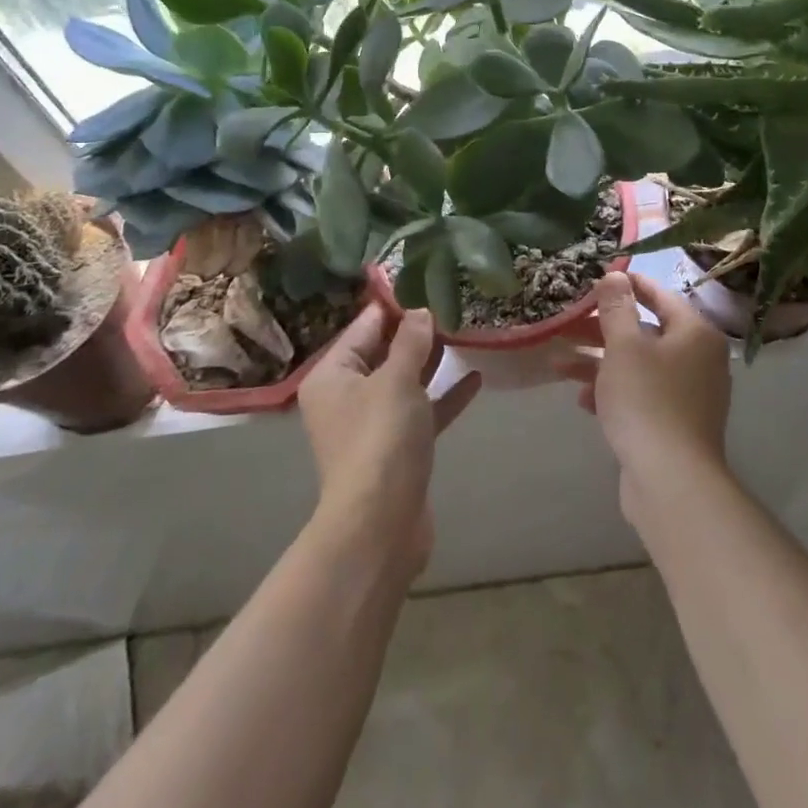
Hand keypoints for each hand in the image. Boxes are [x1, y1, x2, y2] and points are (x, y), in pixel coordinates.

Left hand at [298, 305, 481, 573]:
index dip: (396, 305)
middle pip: (383, 352)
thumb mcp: (397, 379)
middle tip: (452, 305)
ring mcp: (372, 424)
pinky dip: (443, 396)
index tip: (427, 283)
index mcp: (332, 375)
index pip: (364, 326)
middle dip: (416, 333)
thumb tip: (420, 311)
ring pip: (404, 382)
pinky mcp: (397, 449)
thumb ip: (411, 341)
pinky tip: (475, 378)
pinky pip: (421, 411)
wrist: (381, 524)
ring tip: (464, 334)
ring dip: (432, 362)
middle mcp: (346, 396)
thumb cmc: (381, 438)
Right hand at [565, 272, 732, 508]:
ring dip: (601, 363)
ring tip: (560, 366)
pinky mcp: (677, 423)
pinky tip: (585, 401)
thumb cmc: (647, 401)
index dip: (628, 285)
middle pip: (646, 331)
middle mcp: (700, 359)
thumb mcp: (624, 346)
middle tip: (569, 325)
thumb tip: (615, 275)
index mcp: (695, 333)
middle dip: (603, 330)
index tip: (598, 279)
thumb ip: (617, 307)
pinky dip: (615, 392)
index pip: (660, 295)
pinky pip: (643, 395)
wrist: (671, 481)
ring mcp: (691, 394)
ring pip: (640, 366)